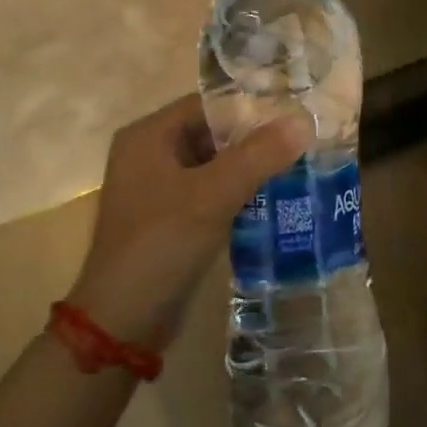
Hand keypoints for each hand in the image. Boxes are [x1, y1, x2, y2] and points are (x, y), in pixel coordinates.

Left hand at [68, 94, 308, 351]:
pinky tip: (273, 198)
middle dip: (254, 138)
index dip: (250, 107)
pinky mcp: (169, 218)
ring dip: (250, 166)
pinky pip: (210, 192)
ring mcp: (158, 188)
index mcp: (148, 136)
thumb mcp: (213, 195)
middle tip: (302, 141)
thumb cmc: (161, 244)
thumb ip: (258, 155)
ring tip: (297, 166)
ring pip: (214, 164)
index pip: (208, 104)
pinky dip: (238, 192)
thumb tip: (302, 121)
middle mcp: (149, 154)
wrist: (123, 322)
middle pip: (212, 132)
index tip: (293, 115)